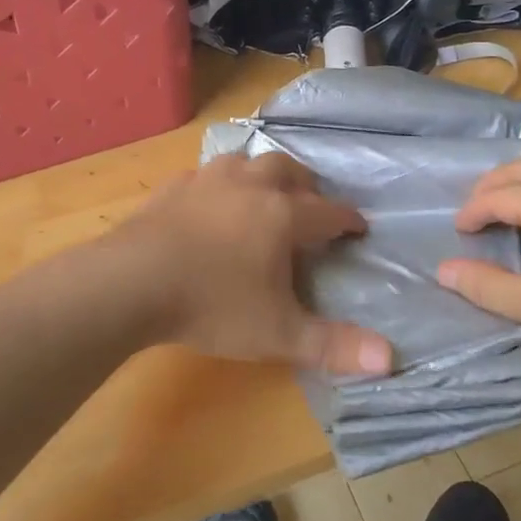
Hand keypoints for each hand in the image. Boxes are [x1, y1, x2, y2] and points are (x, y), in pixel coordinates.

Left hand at [118, 153, 392, 376]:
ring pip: (245, 162)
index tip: (359, 227)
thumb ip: (333, 345)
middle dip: (306, 185)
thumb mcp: (277, 333)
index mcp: (283, 215)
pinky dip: (218, 184)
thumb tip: (390, 359)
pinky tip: (209, 201)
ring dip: (262, 174)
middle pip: (288, 171)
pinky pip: (205, 174)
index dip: (348, 219)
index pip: (329, 211)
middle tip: (311, 204)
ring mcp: (208, 182)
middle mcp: (250, 187)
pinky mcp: (173, 188)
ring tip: (263, 193)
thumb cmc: (213, 305)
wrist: (131, 283)